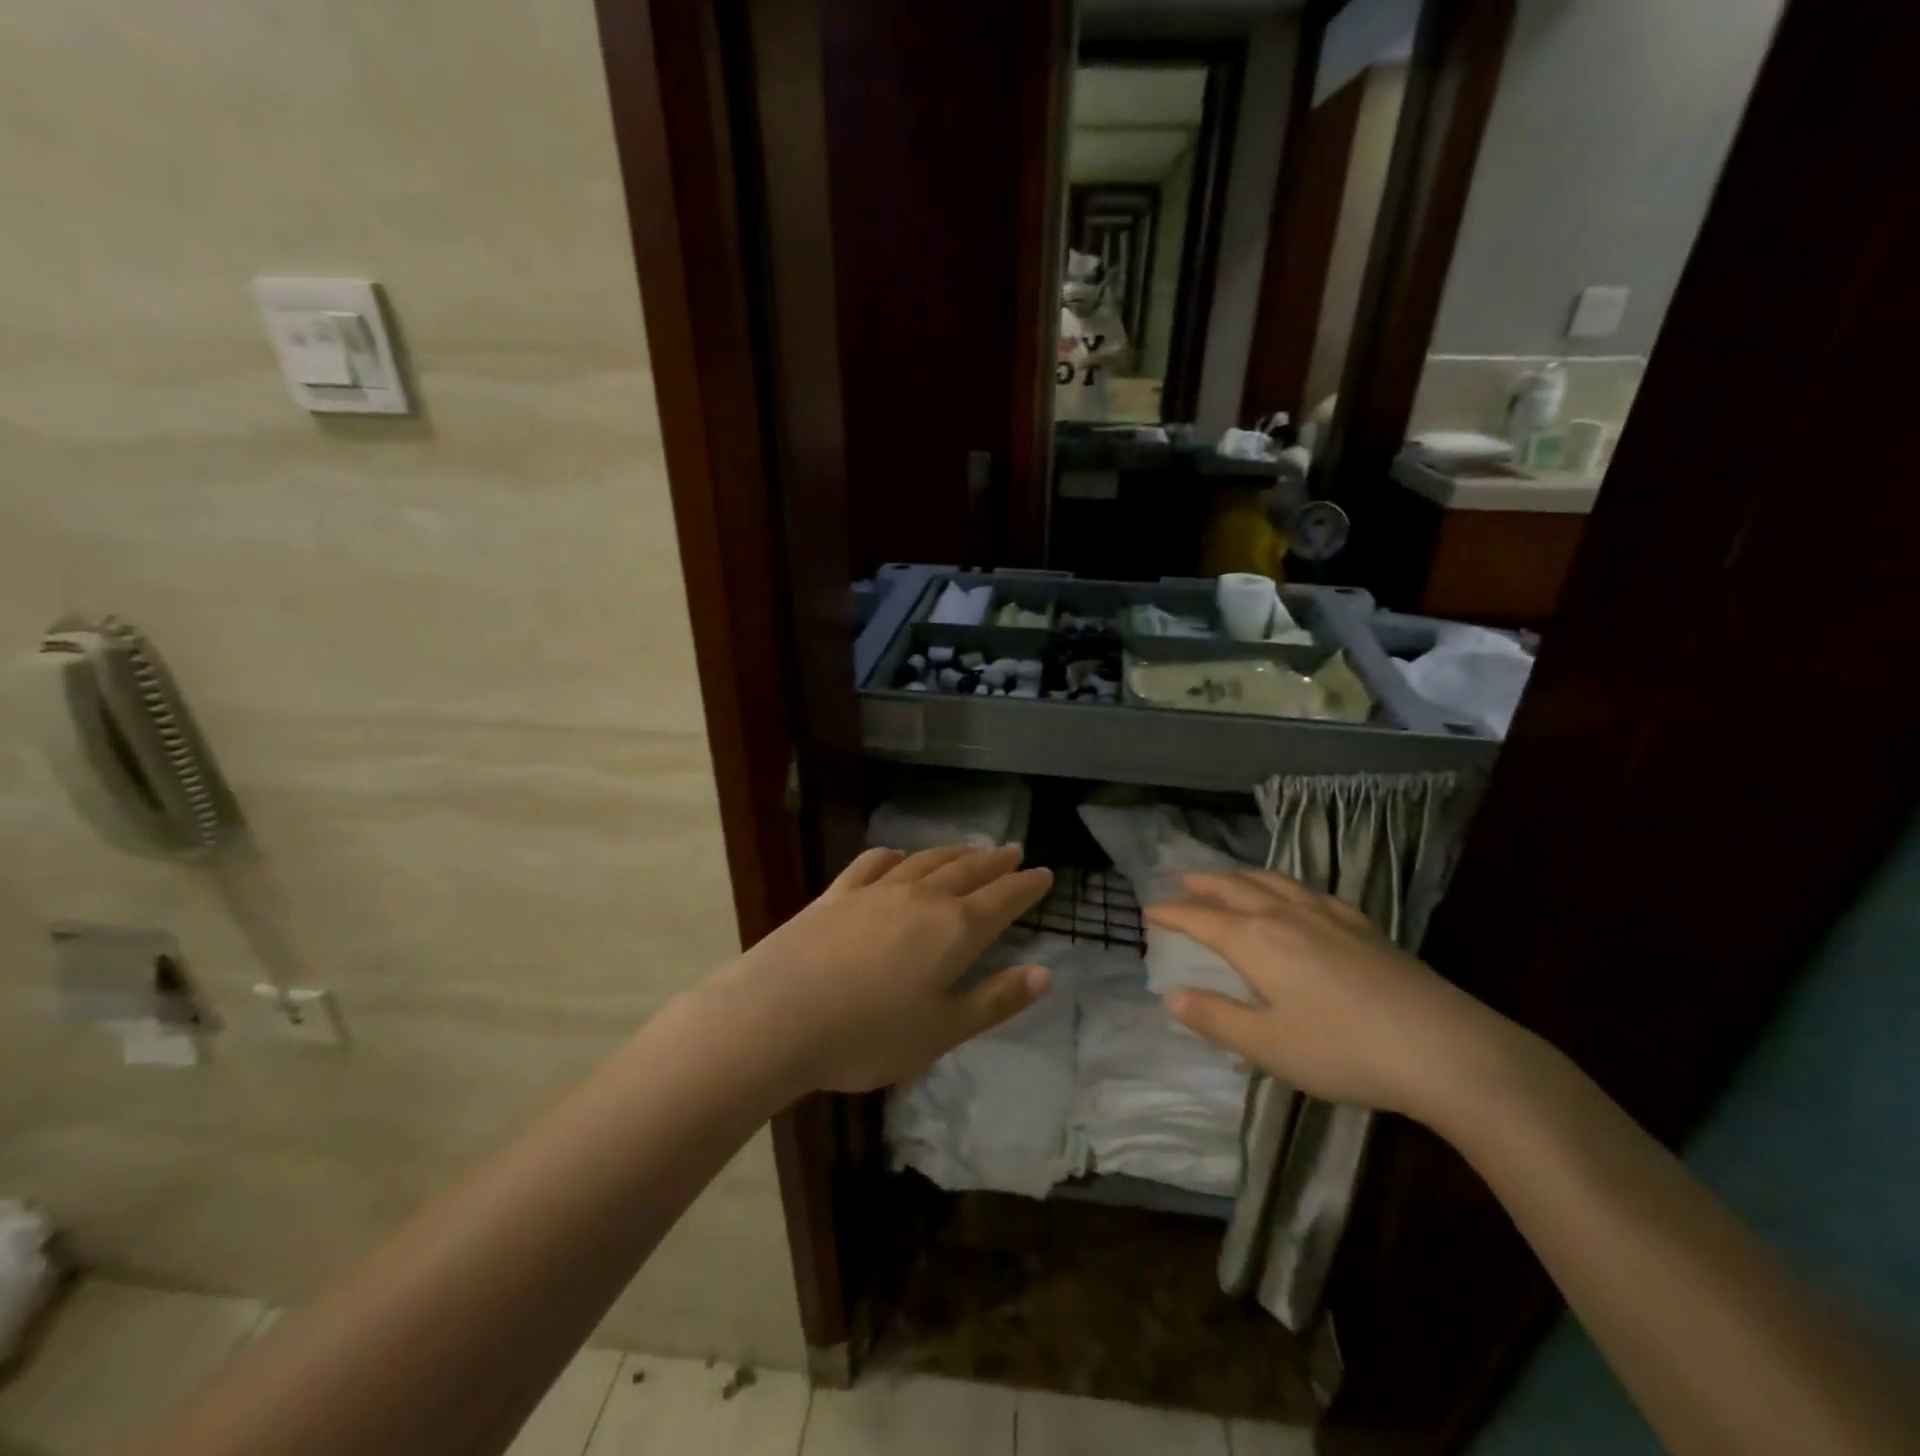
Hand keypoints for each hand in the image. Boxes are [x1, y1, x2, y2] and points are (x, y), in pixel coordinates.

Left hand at [713, 844, 1054, 1094]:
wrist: (778, 1016)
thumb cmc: (869, 1035)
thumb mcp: (942, 1030)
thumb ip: (995, 1000)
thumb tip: (1044, 974)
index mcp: (953, 931)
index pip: (1002, 899)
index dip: (1026, 886)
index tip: (1044, 874)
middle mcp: (920, 899)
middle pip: (967, 871)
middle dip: (995, 862)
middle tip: (1014, 851)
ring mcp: (875, 892)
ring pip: (924, 861)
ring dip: (952, 854)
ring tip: (969, 850)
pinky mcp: (836, 895)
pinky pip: (872, 864)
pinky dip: (892, 856)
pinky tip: (896, 855)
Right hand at [1146, 870, 1513, 1118]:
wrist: (1444, 1048)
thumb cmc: (1343, 1050)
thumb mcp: (1267, 1045)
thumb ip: (1216, 1018)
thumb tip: (1172, 997)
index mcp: (1255, 941)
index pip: (1200, 919)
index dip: (1171, 914)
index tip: (1149, 911)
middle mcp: (1285, 916)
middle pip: (1234, 888)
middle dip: (1203, 883)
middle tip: (1182, 880)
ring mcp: (1327, 916)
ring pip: (1273, 882)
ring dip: (1242, 876)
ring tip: (1229, 878)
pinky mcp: (1363, 926)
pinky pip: (1311, 892)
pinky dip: (1287, 886)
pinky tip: (1297, 896)